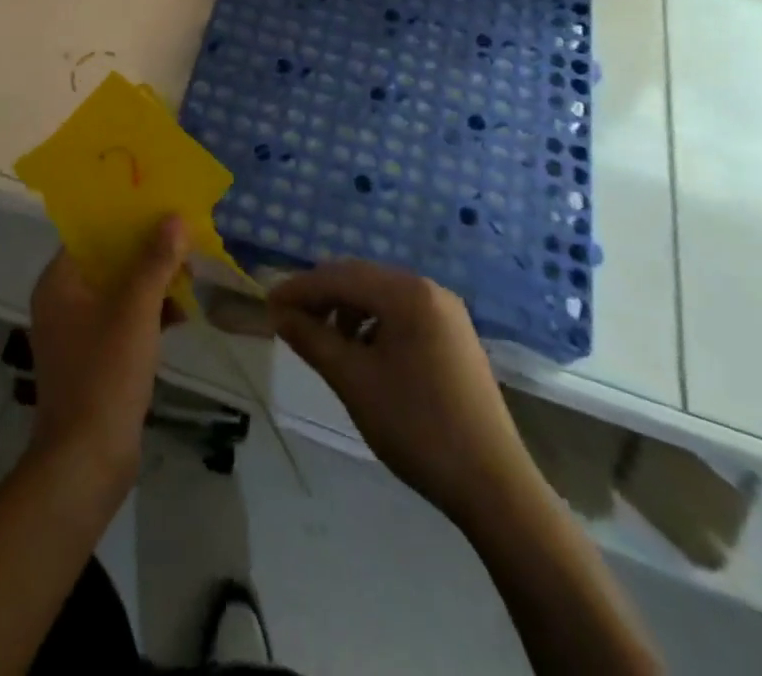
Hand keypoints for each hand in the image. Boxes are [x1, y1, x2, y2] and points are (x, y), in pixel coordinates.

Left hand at [27, 217, 188, 502]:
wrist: (87, 461)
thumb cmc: (105, 374)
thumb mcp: (136, 310)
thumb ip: (155, 261)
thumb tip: (175, 217)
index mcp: (59, 282)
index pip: (90, 233)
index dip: (124, 216)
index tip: (158, 204)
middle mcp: (62, 301)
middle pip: (107, 260)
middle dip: (146, 248)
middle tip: (183, 236)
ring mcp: (77, 332)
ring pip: (118, 290)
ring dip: (152, 280)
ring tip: (191, 270)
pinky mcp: (95, 358)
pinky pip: (123, 319)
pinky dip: (149, 312)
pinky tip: (183, 312)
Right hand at [269, 260, 528, 525]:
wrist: (494, 486)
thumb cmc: (416, 426)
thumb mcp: (353, 381)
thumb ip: (312, 339)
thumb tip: (278, 313)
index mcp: (407, 293)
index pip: (339, 276)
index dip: (300, 288)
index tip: (268, 305)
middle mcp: (428, 290)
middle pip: (360, 279)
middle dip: (321, 296)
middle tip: (288, 320)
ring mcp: (446, 312)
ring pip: (381, 296)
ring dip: (346, 310)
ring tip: (324, 341)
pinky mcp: (454, 336)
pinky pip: (402, 314)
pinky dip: (373, 324)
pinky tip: (363, 353)